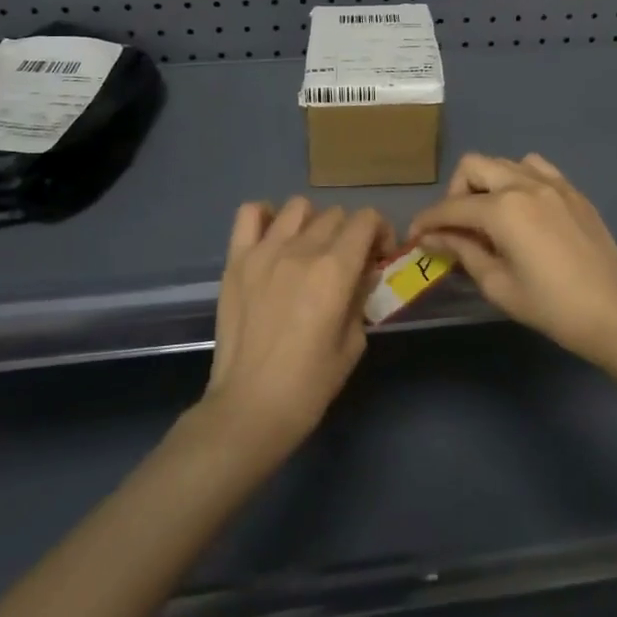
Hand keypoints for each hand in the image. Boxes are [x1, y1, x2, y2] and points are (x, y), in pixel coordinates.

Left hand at [202, 197, 392, 456]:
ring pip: (299, 207)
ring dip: (313, 223)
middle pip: (336, 214)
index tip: (378, 257)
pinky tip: (273, 240)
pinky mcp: (236, 260)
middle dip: (350, 234)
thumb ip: (361, 297)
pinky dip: (266, 217)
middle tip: (347, 264)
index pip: (366, 220)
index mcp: (335, 270)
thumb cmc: (309, 385)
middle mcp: (301, 250)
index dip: (380, 232)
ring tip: (310, 250)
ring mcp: (264, 251)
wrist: (249, 409)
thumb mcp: (354, 344)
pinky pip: (250, 213)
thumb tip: (363, 273)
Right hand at [408, 153, 616, 367]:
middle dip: (455, 192)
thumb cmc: (552, 307)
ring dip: (488, 182)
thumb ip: (463, 252)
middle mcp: (525, 184)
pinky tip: (522, 208)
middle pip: (474, 166)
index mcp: (503, 209)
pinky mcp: (573, 191)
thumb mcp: (498, 285)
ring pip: (504, 162)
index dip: (427, 220)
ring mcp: (553, 183)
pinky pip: (536, 168)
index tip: (415, 236)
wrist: (616, 314)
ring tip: (490, 216)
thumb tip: (433, 237)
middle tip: (456, 225)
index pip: (452, 206)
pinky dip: (518, 179)